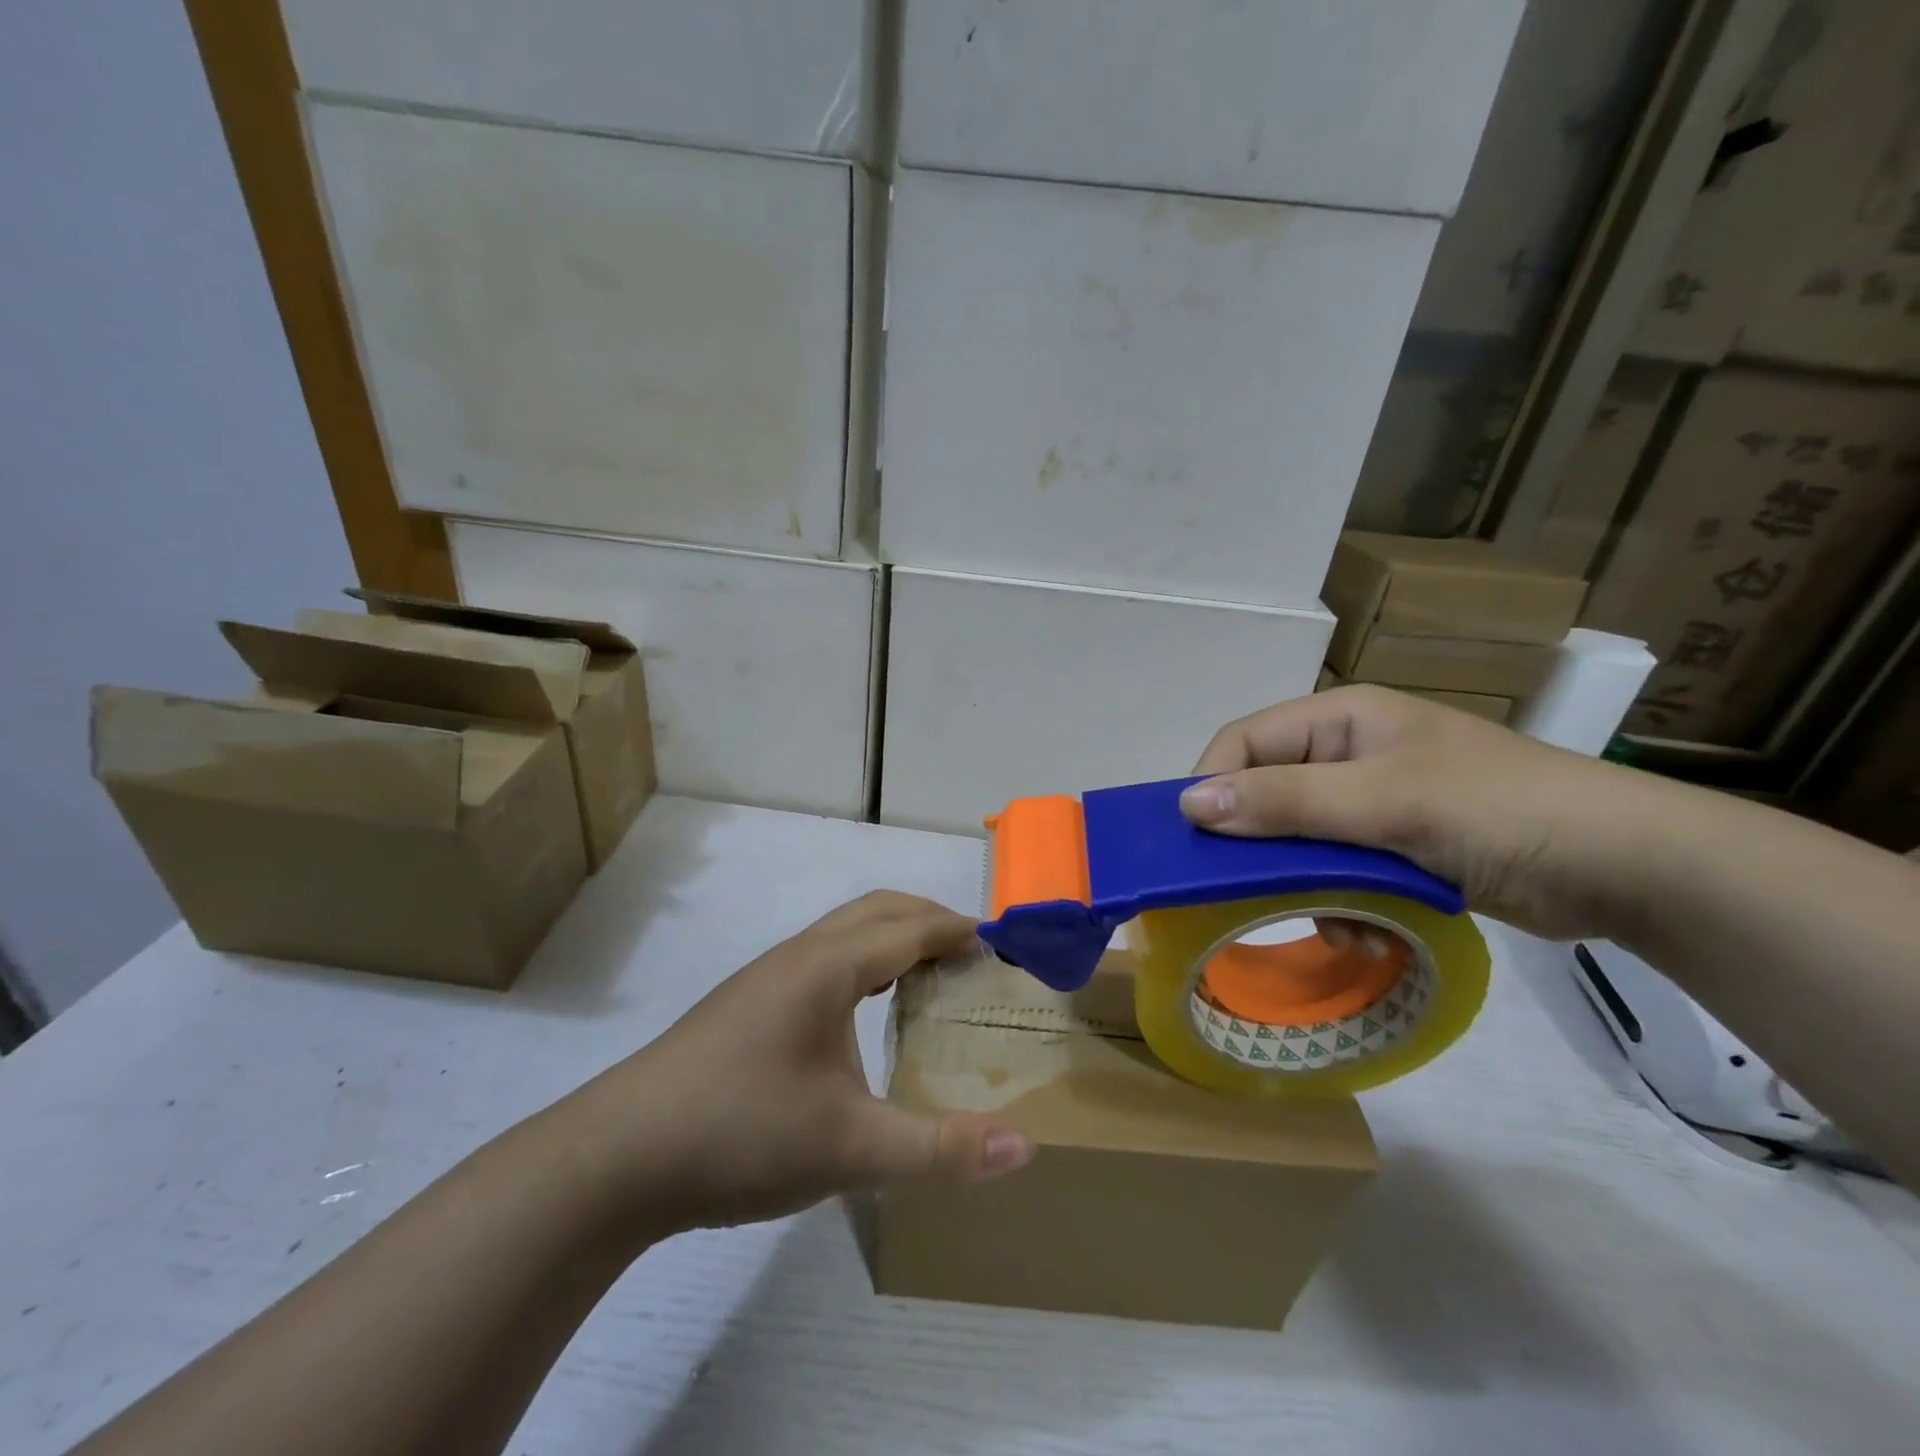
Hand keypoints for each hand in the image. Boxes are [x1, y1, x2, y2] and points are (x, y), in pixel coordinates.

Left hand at [557, 892, 1035, 1237]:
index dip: (958, 930)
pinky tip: (860, 1011)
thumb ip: (940, 1149)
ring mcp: (767, 976)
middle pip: (878, 911)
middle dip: (929, 920)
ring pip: (844, 931)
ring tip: (926, 977)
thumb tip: (1025, 1149)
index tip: (999, 944)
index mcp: (830, 967)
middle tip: (971, 955)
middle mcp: (801, 955)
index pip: (910, 928)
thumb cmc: (742, 1133)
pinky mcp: (746, 1002)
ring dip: (891, 937)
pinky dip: (861, 961)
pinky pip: (822, 957)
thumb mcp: (851, 1148)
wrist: (618, 1156)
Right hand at [1181, 685, 1654, 939]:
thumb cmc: (1498, 810)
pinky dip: (1343, 903)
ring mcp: (1373, 801)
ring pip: (1298, 842)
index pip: (1243, 743)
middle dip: (1265, 850)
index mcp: (1340, 720)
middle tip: (1258, 896)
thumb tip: (1188, 803)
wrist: (1626, 867)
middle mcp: (1347, 754)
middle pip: (1268, 795)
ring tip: (1339, 924)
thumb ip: (1284, 801)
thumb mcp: (1383, 802)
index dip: (1213, 787)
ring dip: (1307, 887)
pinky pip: (1337, 870)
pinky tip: (1370, 932)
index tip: (1198, 846)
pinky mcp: (1396, 845)